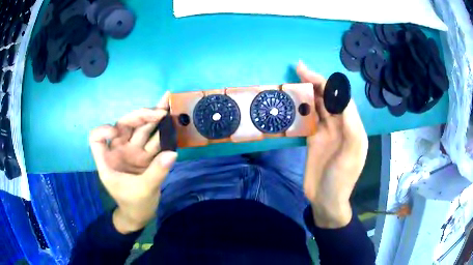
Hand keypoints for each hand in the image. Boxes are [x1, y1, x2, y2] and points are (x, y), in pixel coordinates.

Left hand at [89, 92, 177, 233]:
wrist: (141, 214)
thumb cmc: (134, 205)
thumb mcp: (143, 191)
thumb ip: (156, 172)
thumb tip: (172, 153)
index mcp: (108, 161)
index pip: (96, 139)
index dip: (103, 131)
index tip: (115, 133)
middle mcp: (118, 151)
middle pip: (124, 126)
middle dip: (140, 116)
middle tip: (160, 112)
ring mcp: (132, 152)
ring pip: (140, 129)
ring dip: (154, 117)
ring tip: (168, 104)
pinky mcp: (145, 155)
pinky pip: (153, 139)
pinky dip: (162, 130)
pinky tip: (170, 118)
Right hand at [297, 62, 367, 227]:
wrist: (326, 200)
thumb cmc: (341, 178)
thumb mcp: (352, 152)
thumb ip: (350, 123)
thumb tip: (339, 96)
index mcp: (353, 126)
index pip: (340, 98)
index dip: (326, 83)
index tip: (308, 73)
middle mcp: (340, 125)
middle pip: (328, 98)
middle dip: (315, 83)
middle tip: (297, 70)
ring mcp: (326, 132)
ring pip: (318, 106)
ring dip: (308, 93)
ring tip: (294, 81)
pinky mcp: (314, 139)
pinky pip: (309, 118)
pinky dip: (302, 108)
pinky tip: (293, 101)